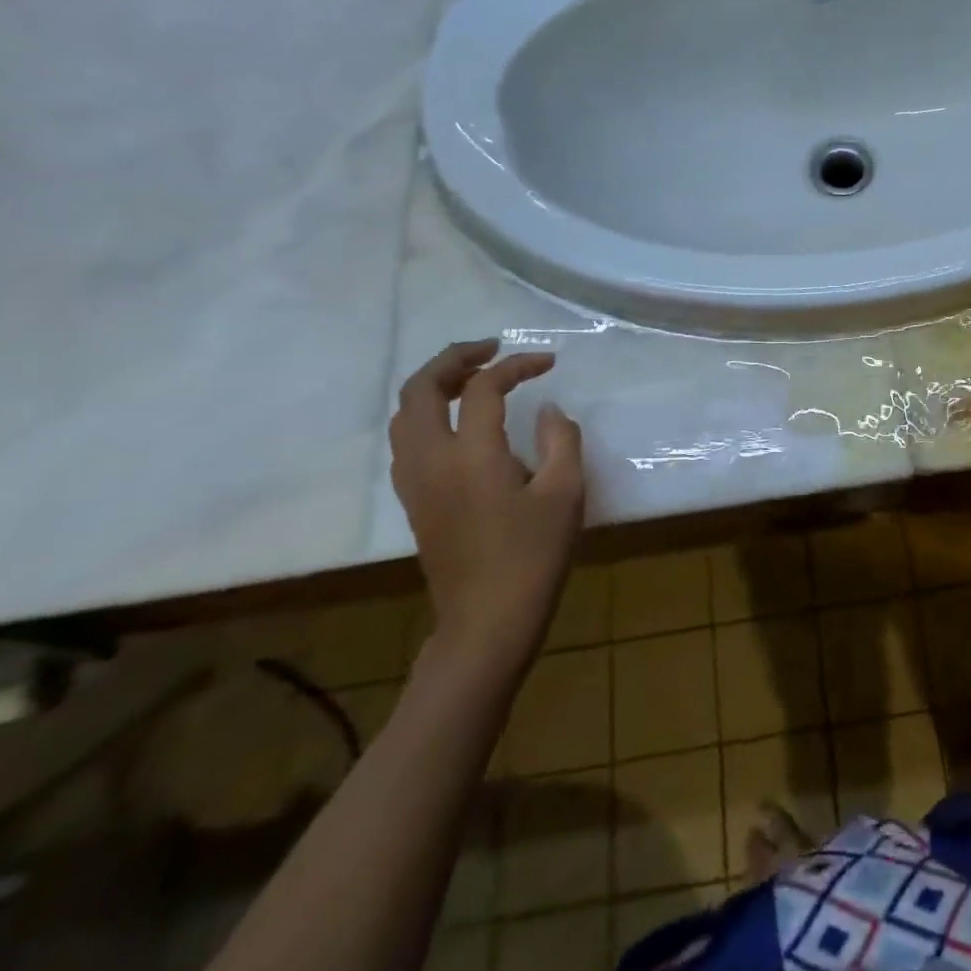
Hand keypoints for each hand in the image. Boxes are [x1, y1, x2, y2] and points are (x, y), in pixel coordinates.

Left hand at [389, 339, 584, 679]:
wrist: (488, 620)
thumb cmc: (533, 556)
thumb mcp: (565, 492)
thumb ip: (561, 439)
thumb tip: (549, 411)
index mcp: (471, 455)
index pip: (483, 388)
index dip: (515, 366)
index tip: (547, 363)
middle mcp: (431, 460)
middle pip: (420, 389)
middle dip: (454, 359)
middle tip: (491, 350)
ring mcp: (415, 482)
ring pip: (404, 414)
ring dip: (435, 384)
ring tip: (473, 378)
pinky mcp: (413, 501)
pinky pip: (406, 439)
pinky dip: (426, 413)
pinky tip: (459, 422)